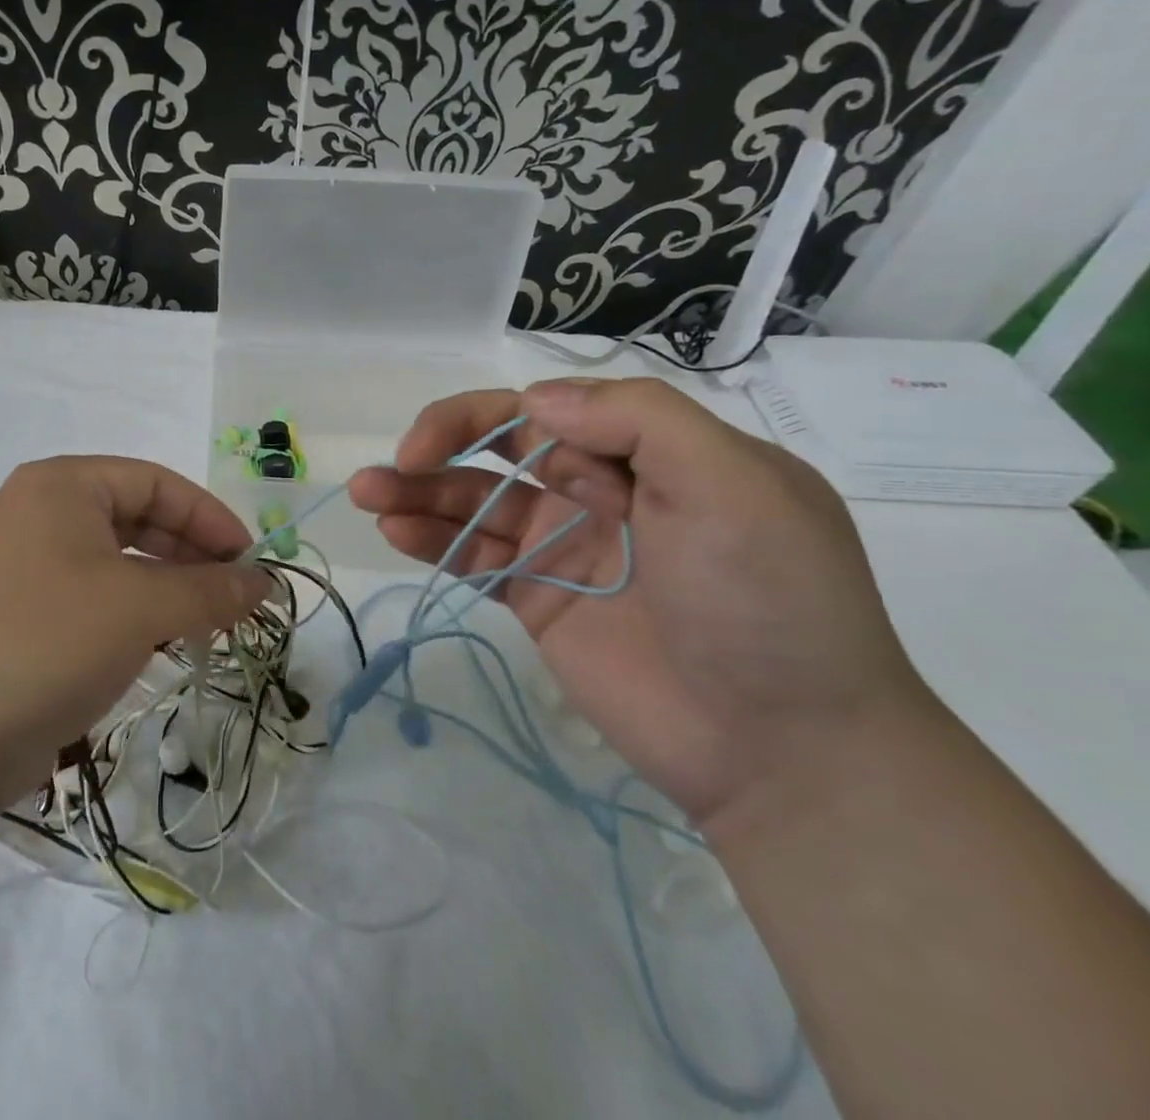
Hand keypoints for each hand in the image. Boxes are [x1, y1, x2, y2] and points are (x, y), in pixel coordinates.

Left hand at [0, 456, 272, 810]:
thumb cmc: (44, 639)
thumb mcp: (139, 607)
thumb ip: (209, 590)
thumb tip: (265, 583)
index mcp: (61, 486)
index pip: (156, 482)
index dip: (210, 518)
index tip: (250, 562)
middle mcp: (38, 516)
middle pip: (136, 520)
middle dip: (190, 556)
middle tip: (233, 598)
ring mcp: (23, 569)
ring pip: (115, 566)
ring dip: (165, 591)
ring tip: (203, 627)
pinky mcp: (17, 620)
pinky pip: (90, 603)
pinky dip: (131, 618)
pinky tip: (156, 649)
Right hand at [349, 378, 930, 828]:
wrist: (785, 750)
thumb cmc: (765, 600)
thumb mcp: (732, 483)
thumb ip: (638, 420)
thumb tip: (535, 399)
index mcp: (649, 453)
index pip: (548, 409)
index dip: (486, 416)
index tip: (443, 441)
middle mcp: (600, 490)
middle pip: (499, 449)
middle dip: (440, 444)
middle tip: (393, 464)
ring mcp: (563, 547)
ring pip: (475, 502)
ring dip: (418, 492)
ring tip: (365, 493)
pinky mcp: (537, 601)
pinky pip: (474, 557)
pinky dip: (432, 540)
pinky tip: (394, 530)